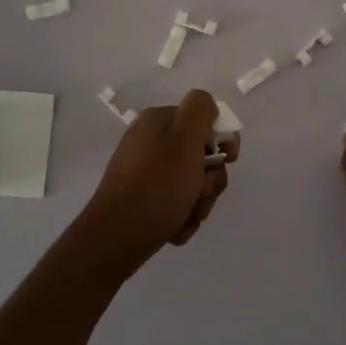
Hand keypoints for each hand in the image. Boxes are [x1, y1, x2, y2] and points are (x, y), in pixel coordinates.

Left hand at [68, 90, 238, 285]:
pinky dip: (181, 216)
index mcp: (158, 121)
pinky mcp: (141, 199)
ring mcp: (144, 172)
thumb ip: (200, 110)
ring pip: (191, 183)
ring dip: (198, 202)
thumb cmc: (157, 186)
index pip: (204, 120)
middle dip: (209, 180)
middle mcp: (149, 142)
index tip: (228, 160)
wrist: (116, 238)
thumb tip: (206, 106)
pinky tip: (174, 228)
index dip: (222, 140)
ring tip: (186, 216)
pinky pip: (175, 202)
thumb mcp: (184, 139)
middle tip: (200, 194)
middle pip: (199, 155)